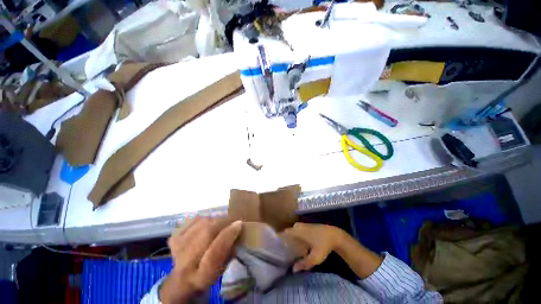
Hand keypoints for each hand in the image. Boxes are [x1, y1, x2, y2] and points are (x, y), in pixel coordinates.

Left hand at [159, 218, 241, 302]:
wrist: (181, 279)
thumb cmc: (207, 274)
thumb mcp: (222, 269)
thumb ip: (230, 250)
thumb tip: (236, 229)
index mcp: (201, 276)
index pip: (215, 252)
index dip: (228, 235)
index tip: (239, 224)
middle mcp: (185, 262)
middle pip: (206, 233)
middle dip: (223, 223)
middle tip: (233, 219)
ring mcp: (177, 248)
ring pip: (201, 223)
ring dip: (215, 219)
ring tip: (222, 221)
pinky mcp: (174, 237)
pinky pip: (193, 220)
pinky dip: (204, 219)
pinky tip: (207, 223)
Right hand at [283, 223, 344, 272]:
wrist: (334, 235)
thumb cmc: (324, 245)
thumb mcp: (315, 257)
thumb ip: (304, 263)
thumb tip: (293, 270)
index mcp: (299, 231)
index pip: (285, 232)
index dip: (280, 237)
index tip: (276, 243)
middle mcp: (300, 226)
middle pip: (289, 231)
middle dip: (286, 238)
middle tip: (284, 248)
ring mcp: (304, 224)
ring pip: (294, 230)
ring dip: (292, 236)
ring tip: (291, 246)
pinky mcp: (308, 225)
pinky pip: (299, 229)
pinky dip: (297, 234)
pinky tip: (300, 242)